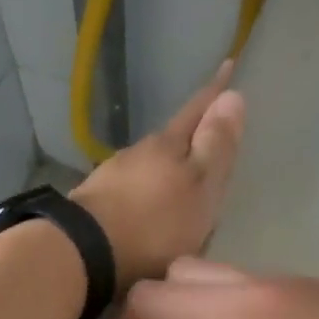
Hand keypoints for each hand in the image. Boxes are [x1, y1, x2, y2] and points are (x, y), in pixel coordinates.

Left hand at [70, 64, 244, 287]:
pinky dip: (144, 196)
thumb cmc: (155, 223)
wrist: (84, 252)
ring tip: (179, 188)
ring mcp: (111, 177)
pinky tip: (146, 212)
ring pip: (147, 166)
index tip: (228, 65)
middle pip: (171, 140)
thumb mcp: (200, 186)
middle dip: (189, 138)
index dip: (215, 92)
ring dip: (164, 172)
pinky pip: (129, 192)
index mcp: (167, 145)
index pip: (197, 111)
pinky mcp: (95, 204)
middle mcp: (137, 153)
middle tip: (208, 143)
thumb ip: (216, 146)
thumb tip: (233, 97)